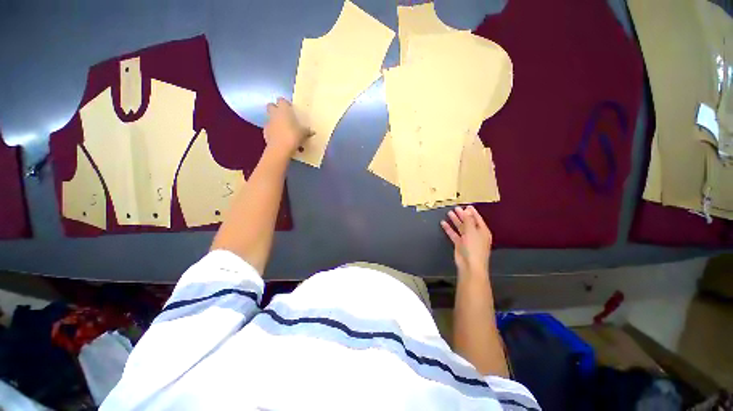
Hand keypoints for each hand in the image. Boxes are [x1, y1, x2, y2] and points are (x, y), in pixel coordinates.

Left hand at [264, 97, 310, 155]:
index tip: (290, 109)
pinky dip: (273, 131)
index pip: (282, 100)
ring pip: (270, 117)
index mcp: (284, 110)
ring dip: (275, 121)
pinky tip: (280, 138)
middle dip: (276, 109)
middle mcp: (274, 113)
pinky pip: (269, 128)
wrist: (280, 148)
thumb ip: (307, 131)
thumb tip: (312, 131)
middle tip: (284, 116)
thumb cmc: (293, 136)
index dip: (285, 104)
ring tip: (283, 129)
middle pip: (271, 106)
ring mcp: (268, 122)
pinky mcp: (265, 131)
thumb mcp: (303, 133)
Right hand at [441, 206, 491, 276]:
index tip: (466, 205)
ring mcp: (467, 239)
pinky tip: (443, 223)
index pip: (477, 218)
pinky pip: (454, 234)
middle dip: (462, 215)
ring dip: (455, 221)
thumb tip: (467, 210)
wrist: (470, 265)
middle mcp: (475, 234)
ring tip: (449, 213)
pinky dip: (449, 229)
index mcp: (482, 231)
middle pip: (468, 222)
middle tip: (455, 208)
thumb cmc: (474, 247)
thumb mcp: (472, 231)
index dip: (472, 212)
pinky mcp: (459, 244)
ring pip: (460, 227)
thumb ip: (468, 220)